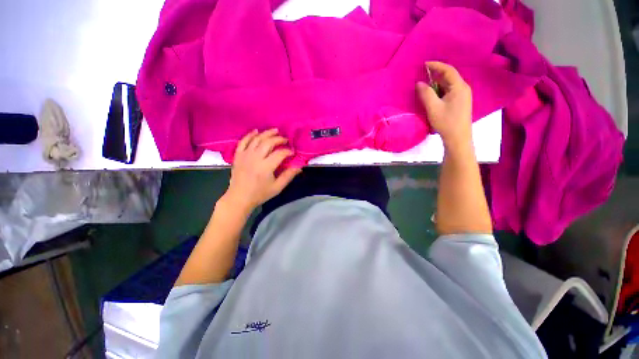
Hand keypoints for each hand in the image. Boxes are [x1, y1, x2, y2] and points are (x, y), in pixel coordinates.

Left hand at [221, 129, 300, 213]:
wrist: (239, 198)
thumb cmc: (260, 194)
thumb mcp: (277, 187)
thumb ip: (288, 176)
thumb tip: (299, 166)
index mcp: (266, 167)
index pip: (280, 154)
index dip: (288, 151)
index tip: (293, 152)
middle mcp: (255, 158)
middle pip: (268, 143)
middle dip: (279, 139)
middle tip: (285, 140)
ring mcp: (245, 155)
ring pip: (257, 139)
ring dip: (267, 133)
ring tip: (275, 131)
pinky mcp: (238, 156)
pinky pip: (243, 141)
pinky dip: (250, 135)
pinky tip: (256, 131)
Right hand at [417, 61, 472, 147]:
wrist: (458, 138)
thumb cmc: (446, 122)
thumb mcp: (433, 108)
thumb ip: (426, 94)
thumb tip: (419, 83)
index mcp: (459, 87)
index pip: (448, 71)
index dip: (436, 66)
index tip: (424, 64)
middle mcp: (463, 88)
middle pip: (449, 76)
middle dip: (436, 73)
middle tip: (423, 73)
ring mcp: (463, 96)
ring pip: (449, 84)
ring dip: (438, 82)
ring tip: (426, 83)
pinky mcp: (460, 103)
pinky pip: (449, 91)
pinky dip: (440, 89)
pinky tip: (433, 93)